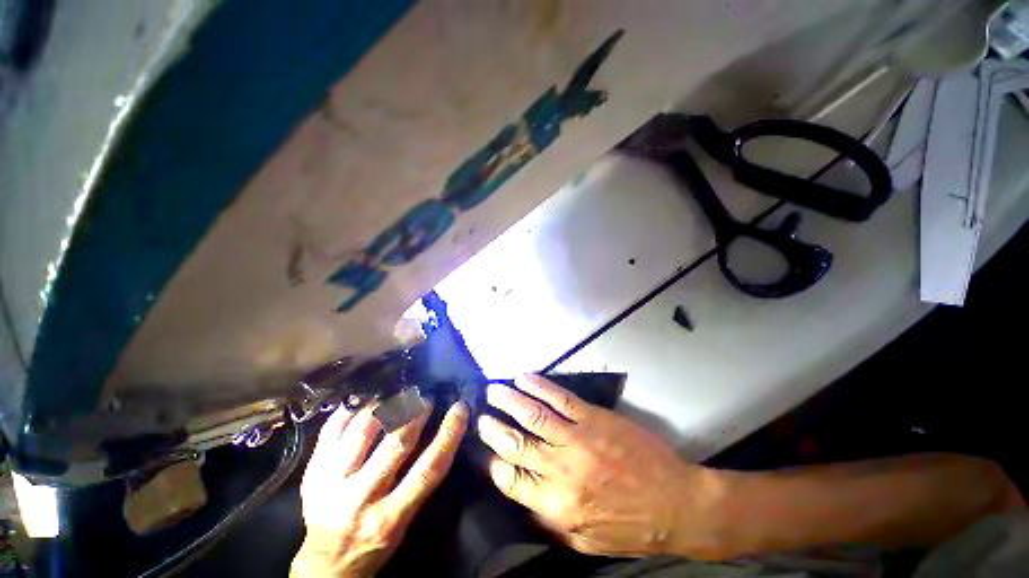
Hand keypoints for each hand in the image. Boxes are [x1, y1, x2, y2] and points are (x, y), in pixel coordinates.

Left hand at [291, 401, 468, 576]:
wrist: (324, 565)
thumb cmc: (374, 544)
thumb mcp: (404, 521)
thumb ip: (419, 481)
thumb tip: (437, 433)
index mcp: (389, 518)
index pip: (427, 469)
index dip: (448, 435)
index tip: (459, 409)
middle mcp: (359, 499)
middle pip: (395, 444)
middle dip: (415, 413)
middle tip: (425, 397)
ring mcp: (330, 485)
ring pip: (362, 431)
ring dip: (385, 405)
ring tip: (398, 393)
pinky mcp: (311, 474)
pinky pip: (331, 431)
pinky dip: (350, 410)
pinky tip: (365, 399)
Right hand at [478, 375, 723, 557]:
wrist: (675, 504)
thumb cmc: (630, 527)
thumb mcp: (585, 542)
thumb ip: (549, 522)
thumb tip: (522, 500)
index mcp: (556, 504)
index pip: (511, 480)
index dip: (494, 463)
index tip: (485, 451)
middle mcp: (560, 469)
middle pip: (516, 444)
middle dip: (493, 428)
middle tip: (480, 416)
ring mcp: (577, 438)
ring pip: (533, 415)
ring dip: (509, 401)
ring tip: (492, 391)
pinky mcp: (593, 418)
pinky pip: (559, 398)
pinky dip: (538, 386)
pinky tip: (523, 378)